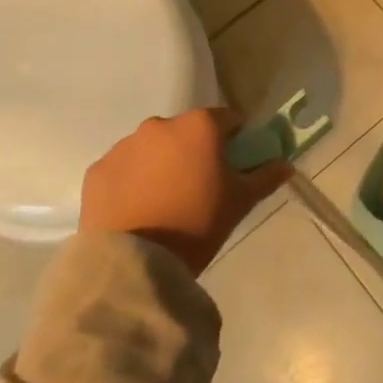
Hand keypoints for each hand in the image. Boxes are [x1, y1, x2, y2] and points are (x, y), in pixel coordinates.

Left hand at [79, 107, 292, 274]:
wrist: (135, 263)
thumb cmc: (197, 224)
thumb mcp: (240, 202)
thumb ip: (266, 177)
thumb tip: (286, 165)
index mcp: (199, 126)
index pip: (227, 119)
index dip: (235, 138)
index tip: (235, 161)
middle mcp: (160, 125)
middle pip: (186, 131)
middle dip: (194, 150)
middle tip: (199, 184)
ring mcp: (124, 146)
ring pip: (152, 147)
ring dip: (161, 163)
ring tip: (164, 200)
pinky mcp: (97, 170)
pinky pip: (123, 168)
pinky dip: (131, 180)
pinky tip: (137, 208)